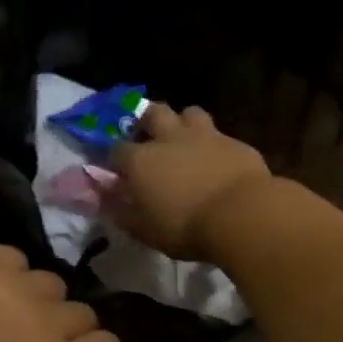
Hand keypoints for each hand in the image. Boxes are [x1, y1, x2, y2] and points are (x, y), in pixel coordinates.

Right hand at [107, 103, 273, 261]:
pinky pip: (220, 135)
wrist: (242, 215)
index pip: (116, 149)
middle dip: (147, 120)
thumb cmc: (184, 226)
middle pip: (153, 113)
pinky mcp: (235, 142)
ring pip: (189, 113)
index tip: (117, 170)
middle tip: (149, 137)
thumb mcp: (142, 228)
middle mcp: (168, 139)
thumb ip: (118, 209)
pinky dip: (214, 144)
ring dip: (184, 123)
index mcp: (140, 160)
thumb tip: (99, 196)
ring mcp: (204, 136)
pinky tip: (217, 160)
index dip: (114, 158)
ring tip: (185, 140)